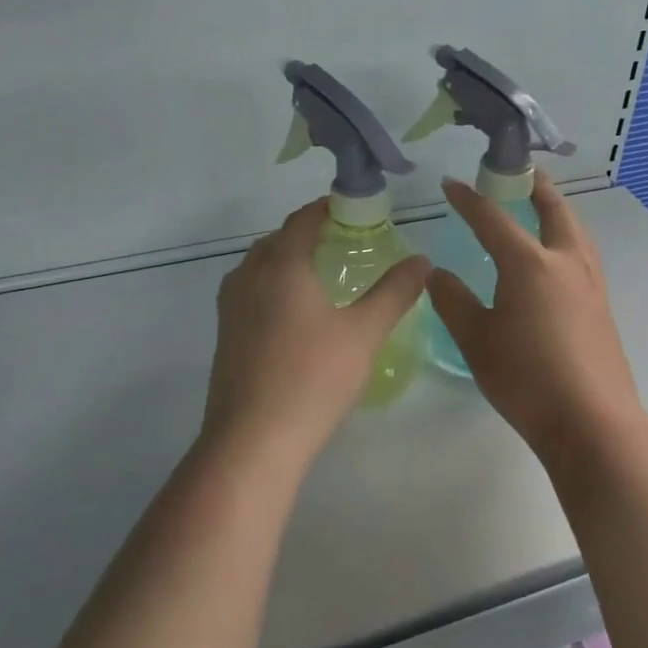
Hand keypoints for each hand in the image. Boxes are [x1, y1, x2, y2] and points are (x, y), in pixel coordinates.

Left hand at [200, 198, 430, 471]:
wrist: (253, 439)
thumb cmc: (313, 377)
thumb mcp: (364, 333)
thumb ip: (394, 292)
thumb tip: (421, 260)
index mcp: (282, 265)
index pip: (302, 219)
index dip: (326, 208)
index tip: (352, 208)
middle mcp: (248, 276)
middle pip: (277, 240)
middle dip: (306, 233)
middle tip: (342, 241)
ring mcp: (231, 307)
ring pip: (258, 266)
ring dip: (286, 259)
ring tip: (320, 274)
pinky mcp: (225, 335)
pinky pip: (250, 292)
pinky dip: (273, 285)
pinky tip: (296, 314)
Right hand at [425, 175, 642, 462]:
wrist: (591, 421)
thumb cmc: (526, 378)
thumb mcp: (476, 340)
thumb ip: (453, 302)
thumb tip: (436, 274)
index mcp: (530, 264)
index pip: (493, 218)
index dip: (469, 200)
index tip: (450, 185)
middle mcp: (565, 262)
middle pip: (554, 209)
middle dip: (535, 185)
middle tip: (520, 171)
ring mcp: (590, 284)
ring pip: (577, 230)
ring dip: (559, 209)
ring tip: (543, 206)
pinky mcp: (602, 306)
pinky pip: (584, 254)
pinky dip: (568, 238)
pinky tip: (558, 259)